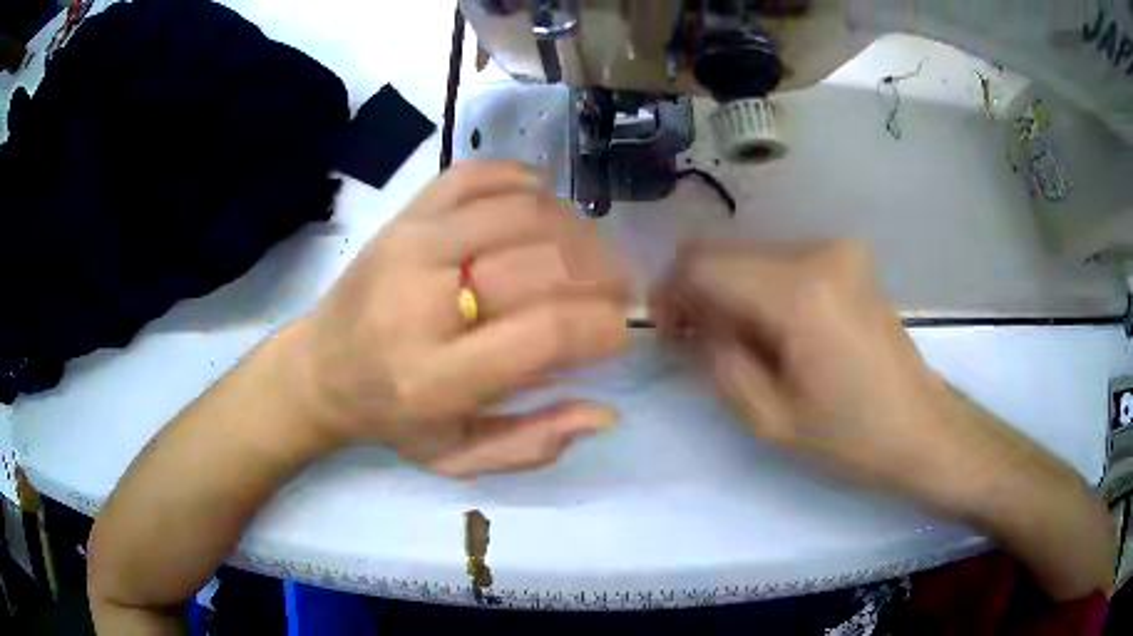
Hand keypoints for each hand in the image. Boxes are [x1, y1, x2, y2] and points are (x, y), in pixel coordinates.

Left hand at [291, 162, 630, 476]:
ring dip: (574, 229)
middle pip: (540, 262)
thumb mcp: (457, 458)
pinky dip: (522, 181)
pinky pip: (475, 175)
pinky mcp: (404, 216)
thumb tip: (605, 412)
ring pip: (518, 211)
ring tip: (591, 254)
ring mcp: (410, 244)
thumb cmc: (392, 419)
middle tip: (620, 290)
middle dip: (601, 273)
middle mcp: (422, 299)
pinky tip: (543, 206)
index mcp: (437, 377)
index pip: (544, 333)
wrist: (318, 368)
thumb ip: (532, 443)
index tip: (622, 330)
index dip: (602, 326)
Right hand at [653, 241, 1114, 601]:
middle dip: (700, 296)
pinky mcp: (849, 259)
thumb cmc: (851, 437)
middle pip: (726, 253)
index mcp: (799, 292)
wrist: (922, 429)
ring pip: (752, 257)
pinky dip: (763, 292)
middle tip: (702, 348)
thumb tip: (686, 322)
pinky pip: (782, 263)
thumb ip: (716, 360)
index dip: (669, 292)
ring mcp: (838, 250)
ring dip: (733, 295)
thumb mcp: (769, 419)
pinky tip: (779, 334)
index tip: (667, 333)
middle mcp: (819, 252)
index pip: (702, 263)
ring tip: (747, 348)